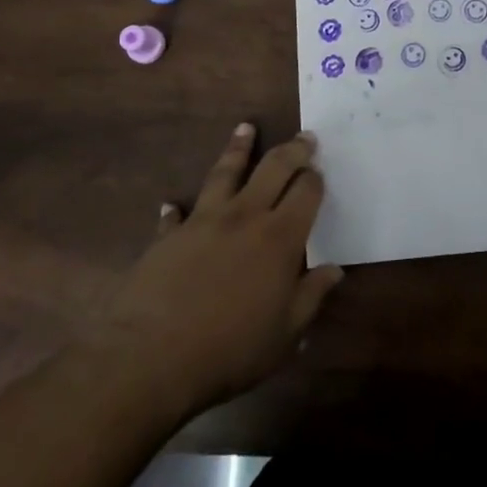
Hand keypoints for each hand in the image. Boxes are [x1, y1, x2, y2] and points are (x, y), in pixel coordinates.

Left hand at [98, 125, 343, 418]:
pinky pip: (176, 215)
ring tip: (246, 128)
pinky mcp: (168, 236)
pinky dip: (176, 209)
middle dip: (292, 149)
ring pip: (225, 172)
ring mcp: (203, 221)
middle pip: (273, 168)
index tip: (320, 171)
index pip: (306, 192)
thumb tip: (335, 270)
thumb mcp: (284, 334)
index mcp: (280, 238)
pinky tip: (173, 204)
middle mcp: (244, 217)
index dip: (316, 178)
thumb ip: (311, 297)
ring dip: (238, 148)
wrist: (151, 358)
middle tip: (304, 137)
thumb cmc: (230, 350)